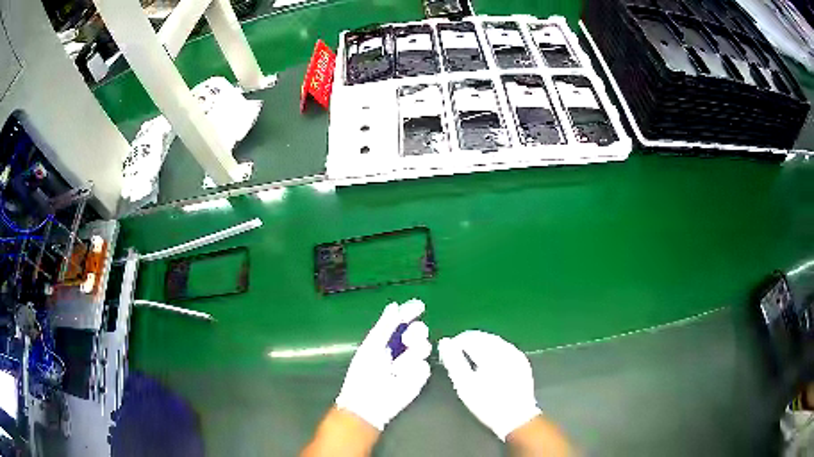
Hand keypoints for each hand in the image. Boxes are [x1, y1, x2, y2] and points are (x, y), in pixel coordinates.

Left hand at [335, 300, 431, 430]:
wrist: (369, 402)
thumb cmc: (364, 374)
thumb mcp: (371, 346)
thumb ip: (384, 326)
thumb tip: (394, 306)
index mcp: (387, 339)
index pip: (403, 321)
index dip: (411, 312)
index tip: (419, 306)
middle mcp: (402, 348)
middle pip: (419, 331)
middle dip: (416, 332)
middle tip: (408, 339)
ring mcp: (412, 362)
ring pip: (424, 346)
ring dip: (411, 354)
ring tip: (396, 367)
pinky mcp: (420, 377)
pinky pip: (424, 365)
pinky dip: (411, 370)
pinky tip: (400, 379)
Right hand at [438, 330, 541, 440]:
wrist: (516, 418)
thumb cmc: (487, 403)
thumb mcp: (464, 385)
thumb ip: (453, 361)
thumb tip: (444, 342)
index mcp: (492, 352)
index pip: (469, 337)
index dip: (455, 344)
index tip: (447, 356)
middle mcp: (506, 348)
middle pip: (482, 337)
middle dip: (467, 344)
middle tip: (456, 359)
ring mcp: (516, 354)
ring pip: (493, 341)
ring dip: (479, 347)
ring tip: (469, 363)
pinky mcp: (522, 361)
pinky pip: (503, 348)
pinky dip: (491, 352)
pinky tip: (486, 366)